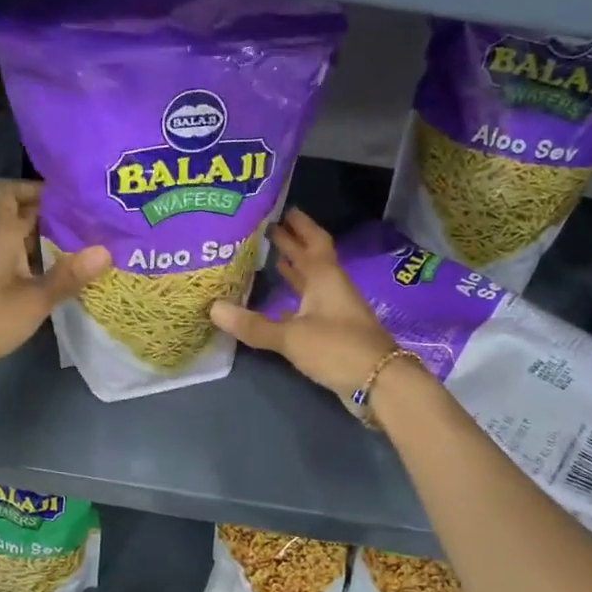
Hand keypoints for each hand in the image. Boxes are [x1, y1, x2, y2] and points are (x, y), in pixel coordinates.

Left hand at [0, 180, 109, 384]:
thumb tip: (106, 250)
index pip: (10, 190)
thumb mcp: (34, 299)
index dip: (36, 188)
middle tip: (89, 223)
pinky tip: (61, 276)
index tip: (70, 199)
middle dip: (53, 215)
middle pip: (20, 214)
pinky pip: (17, 260)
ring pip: (20, 238)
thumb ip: (69, 275)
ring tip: (84, 247)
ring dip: (48, 240)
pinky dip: (38, 262)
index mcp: (0, 233)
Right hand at [209, 209, 395, 402]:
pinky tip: (277, 303)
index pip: (314, 241)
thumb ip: (253, 324)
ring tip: (271, 258)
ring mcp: (335, 310)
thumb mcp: (291, 336)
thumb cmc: (337, 348)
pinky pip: (310, 305)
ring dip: (294, 270)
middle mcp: (331, 288)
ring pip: (312, 282)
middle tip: (267, 229)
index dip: (300, 224)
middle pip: (311, 259)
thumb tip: (213, 309)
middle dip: (292, 243)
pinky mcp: (334, 332)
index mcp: (325, 277)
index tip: (284, 209)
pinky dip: (294, 299)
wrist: (379, 382)